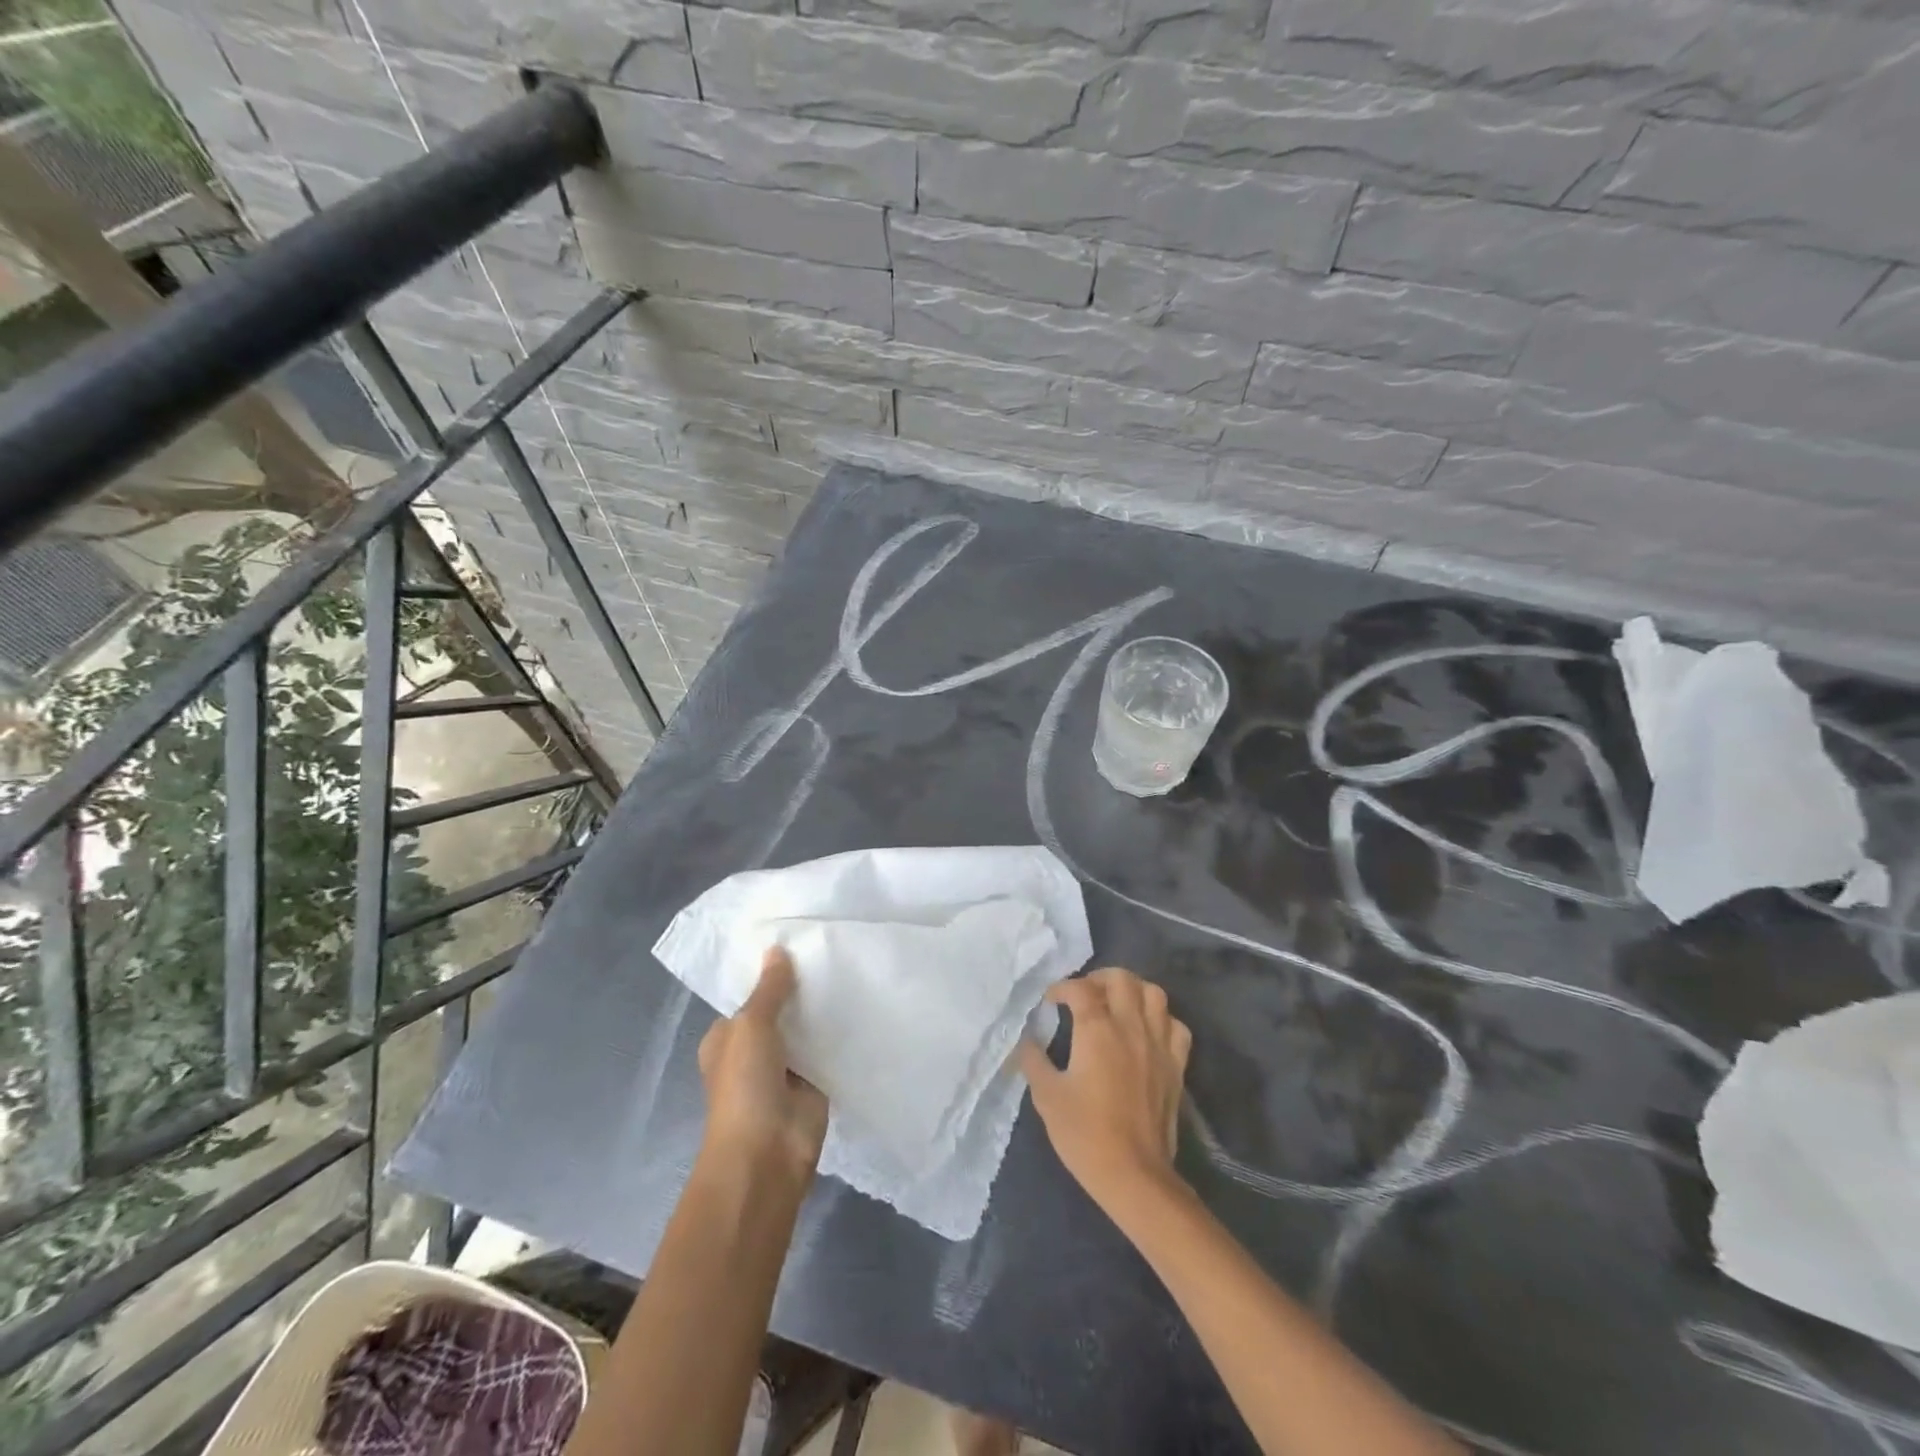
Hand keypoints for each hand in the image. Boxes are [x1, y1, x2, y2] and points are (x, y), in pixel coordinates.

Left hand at [697, 947, 827, 1178]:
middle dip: (799, 990)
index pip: (748, 997)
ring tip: (849, 969)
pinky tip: (859, 1006)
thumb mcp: (751, 1026)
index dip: (769, 974)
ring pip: (805, 1030)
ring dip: (820, 1011)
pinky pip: (826, 1050)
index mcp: (726, 1038)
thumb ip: (769, 989)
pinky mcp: (813, 1084)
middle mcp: (753, 1051)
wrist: (767, 1153)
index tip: (796, 944)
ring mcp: (785, 1069)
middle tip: (829, 951)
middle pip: (780, 1011)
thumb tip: (777, 949)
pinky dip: (838, 1035)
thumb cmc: (745, 1085)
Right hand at [1019, 967, 1191, 1219]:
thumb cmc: (1085, 1134)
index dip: (1061, 988)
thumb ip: (1033, 1060)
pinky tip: (1146, 1030)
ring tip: (1116, 1004)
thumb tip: (1025, 1039)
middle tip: (1083, 995)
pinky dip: (1161, 1018)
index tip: (1049, 1001)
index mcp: (1097, 1030)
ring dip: (1132, 990)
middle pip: (1121, 979)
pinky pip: (1175, 1025)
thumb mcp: (1046, 1096)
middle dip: (1098, 978)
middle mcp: (1130, 1027)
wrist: (1134, 1175)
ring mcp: (1158, 1044)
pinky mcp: (1176, 1065)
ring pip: (1154, 993)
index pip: (1079, 988)